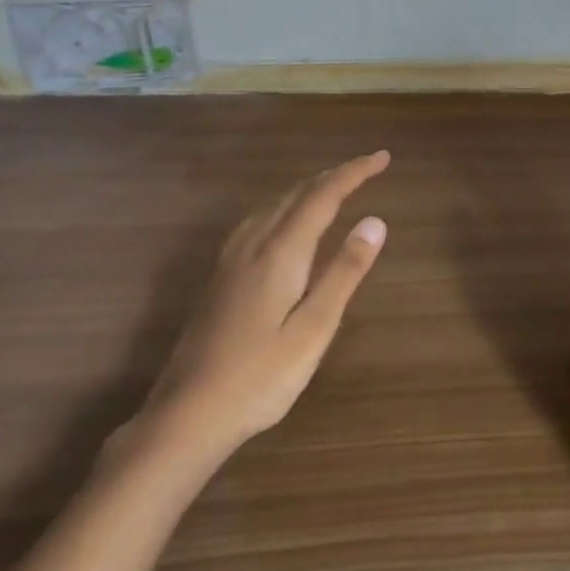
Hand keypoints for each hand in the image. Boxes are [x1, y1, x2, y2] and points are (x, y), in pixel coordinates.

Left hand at [136, 151, 390, 458]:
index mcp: (281, 251)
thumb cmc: (259, 377)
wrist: (186, 413)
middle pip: (298, 192)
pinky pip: (262, 218)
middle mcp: (255, 241)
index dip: (354, 172)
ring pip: (277, 203)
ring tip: (337, 187)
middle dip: (335, 175)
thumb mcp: (314, 330)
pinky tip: (288, 222)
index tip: (382, 157)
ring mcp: (232, 256)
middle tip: (368, 168)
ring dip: (310, 188)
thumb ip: (344, 272)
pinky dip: (288, 205)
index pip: (324, 194)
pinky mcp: (221, 273)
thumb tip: (375, 221)